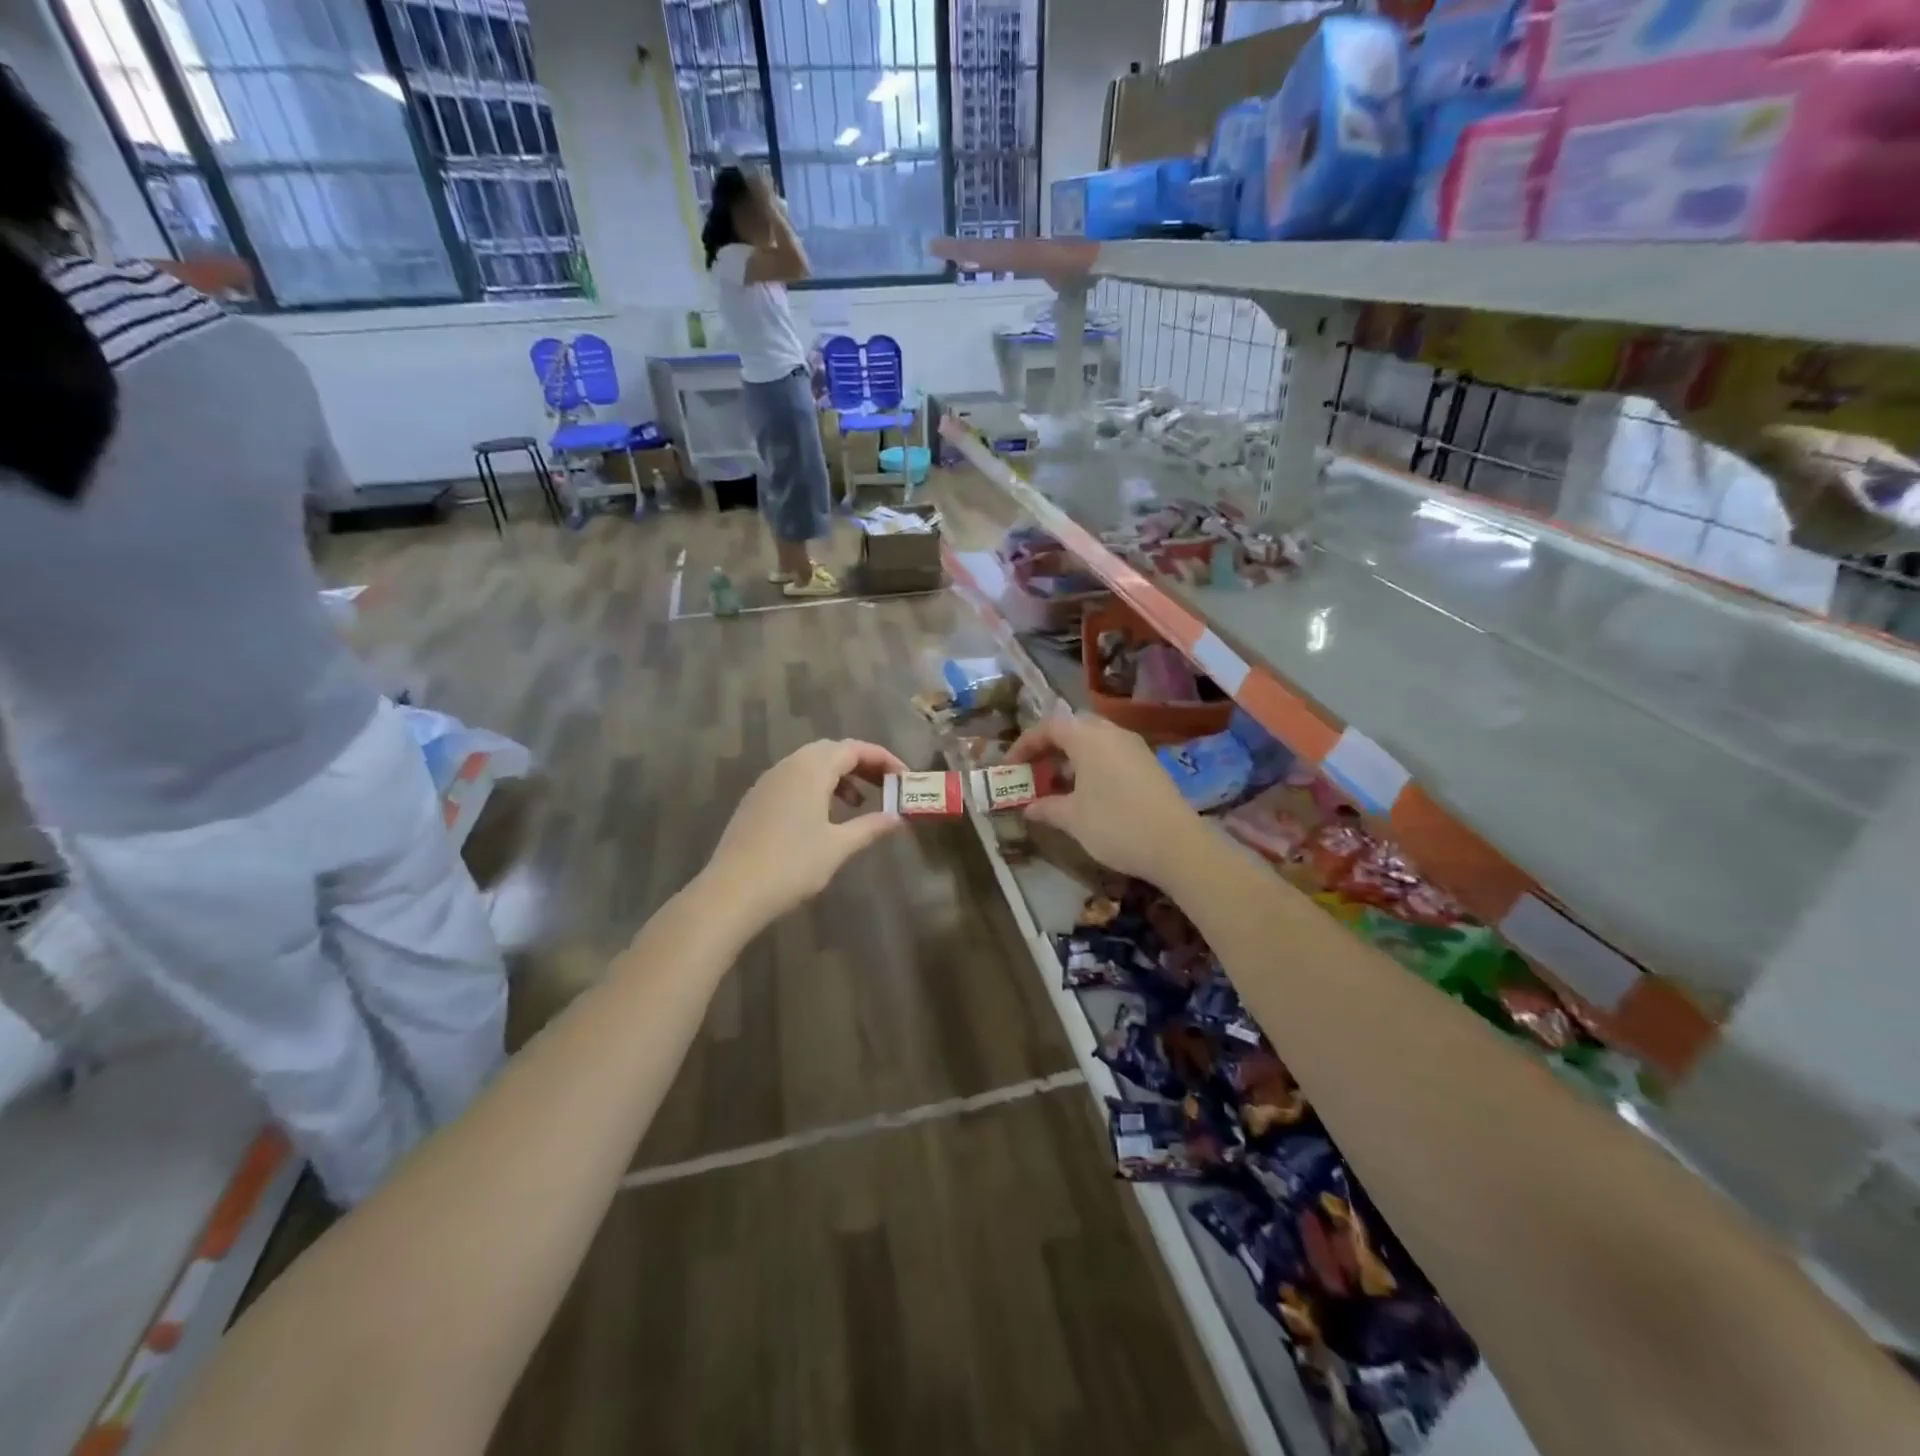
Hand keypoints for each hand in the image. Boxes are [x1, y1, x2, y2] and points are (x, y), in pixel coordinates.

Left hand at [703, 738, 906, 925]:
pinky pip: (794, 780)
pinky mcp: (756, 800)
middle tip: (885, 786)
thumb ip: (870, 826)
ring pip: (810, 764)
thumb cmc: (792, 865)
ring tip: (858, 804)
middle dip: (862, 764)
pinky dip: (817, 787)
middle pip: (832, 751)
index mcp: (811, 769)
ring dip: (839, 776)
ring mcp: (768, 782)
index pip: (855, 749)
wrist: (732, 891)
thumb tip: (897, 817)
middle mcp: (788, 766)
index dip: (883, 759)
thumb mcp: (838, 846)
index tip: (905, 778)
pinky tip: (823, 817)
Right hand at [1005, 713, 1204, 884]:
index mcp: (1088, 738)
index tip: (1010, 766)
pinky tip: (1088, 793)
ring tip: (1058, 783)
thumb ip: (1047, 808)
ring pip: (1095, 740)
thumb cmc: (1115, 825)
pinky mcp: (1149, 764)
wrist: (1177, 845)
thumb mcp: (1073, 819)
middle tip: (1034, 770)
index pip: (1049, 727)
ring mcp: (1135, 747)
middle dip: (1050, 746)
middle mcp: (1112, 734)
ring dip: (1072, 756)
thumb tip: (1029, 807)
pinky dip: (1093, 764)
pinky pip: (1112, 753)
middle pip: (1074, 728)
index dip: (1025, 744)